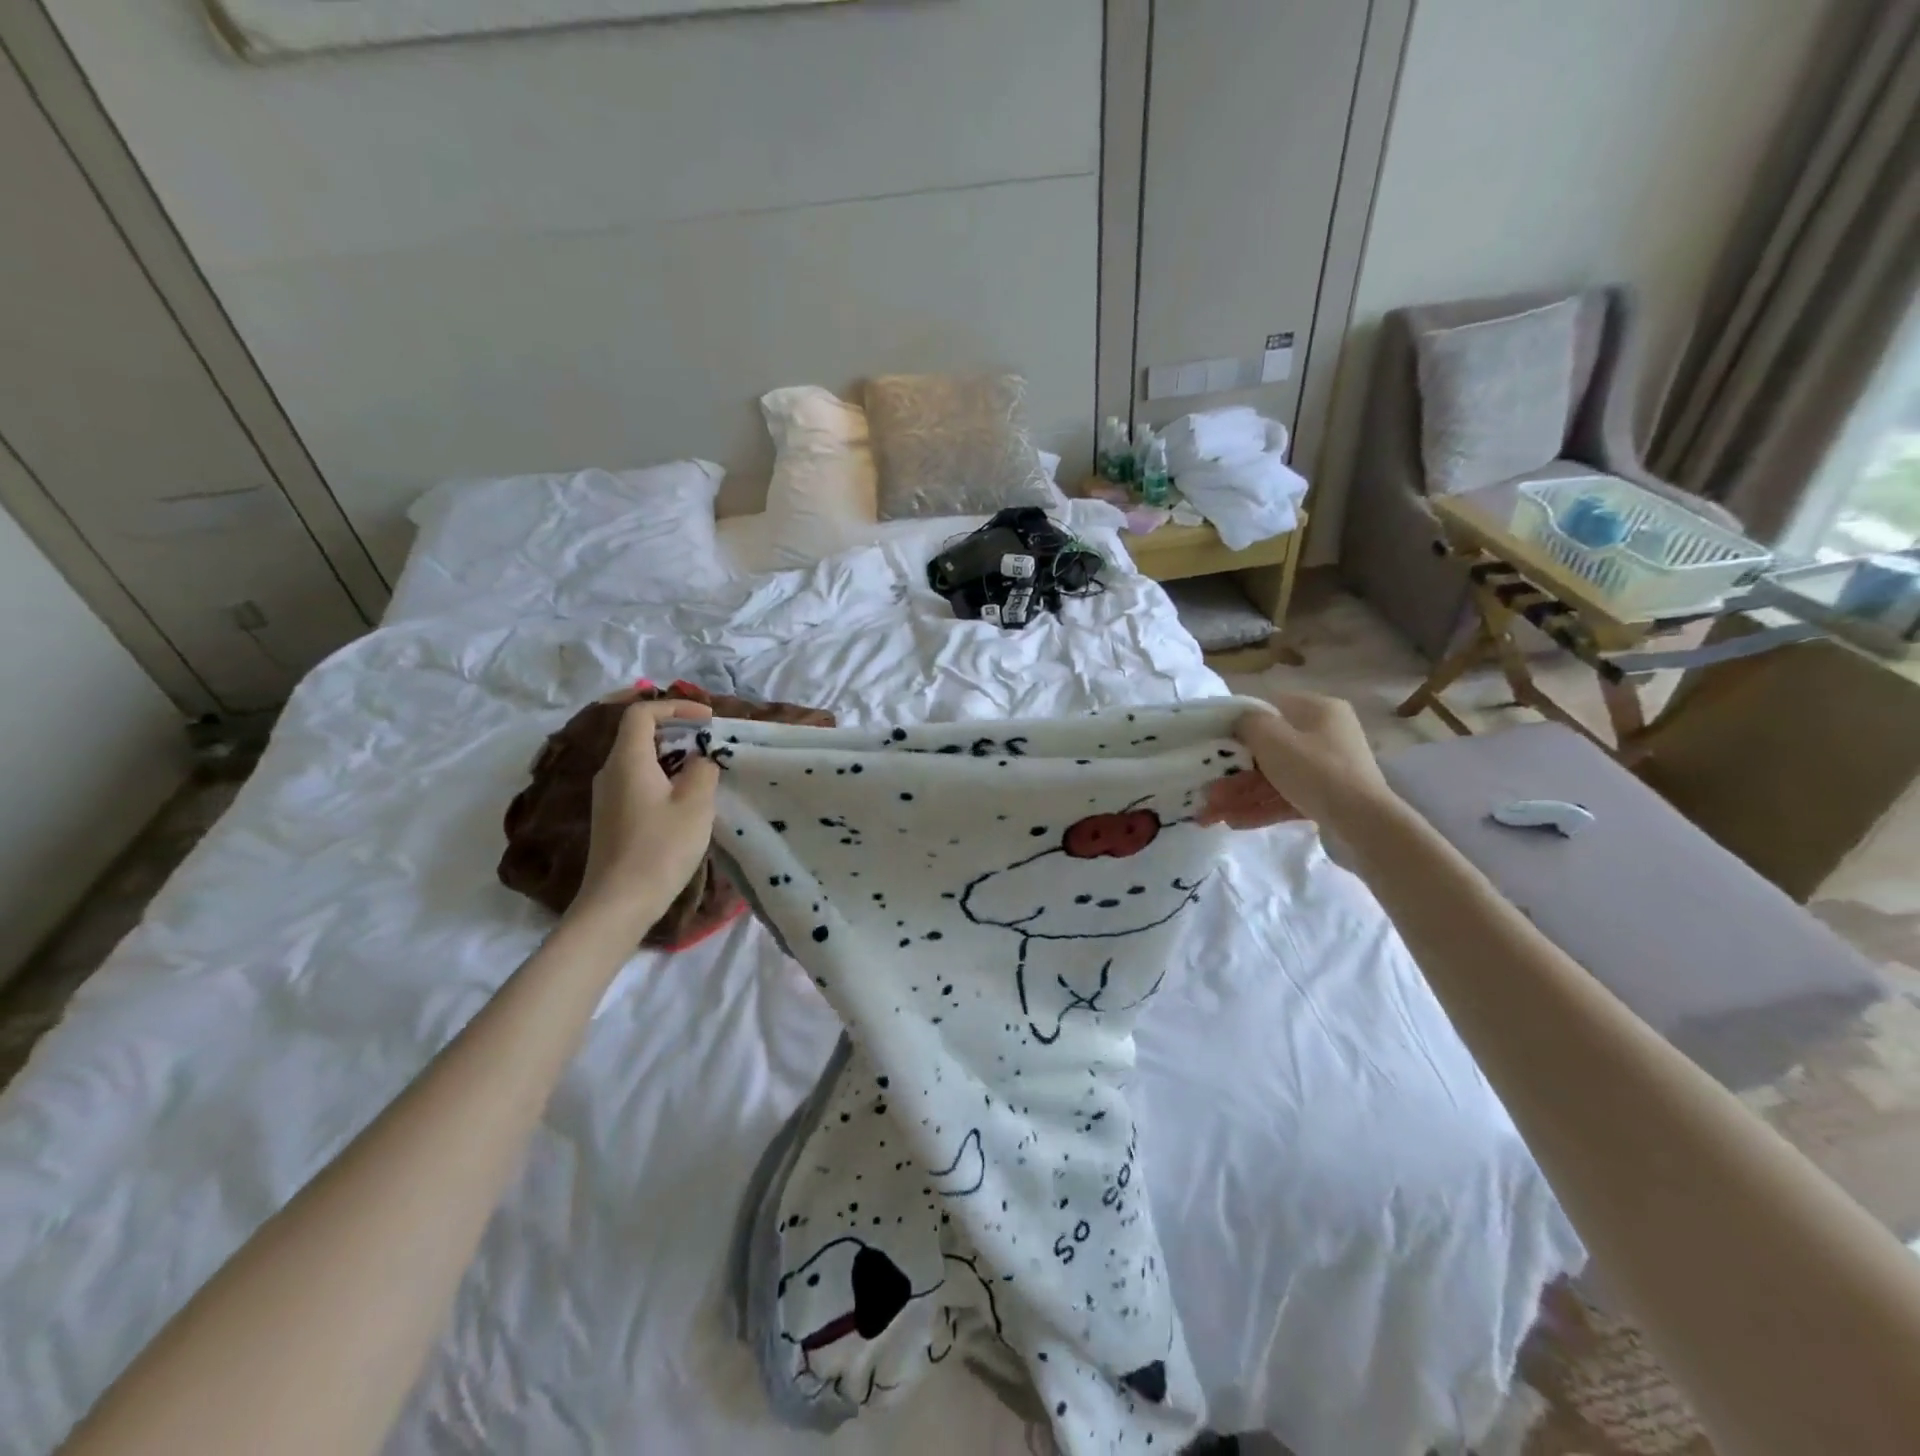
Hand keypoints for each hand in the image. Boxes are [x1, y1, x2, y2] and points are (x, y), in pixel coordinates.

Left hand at [570, 700, 720, 938]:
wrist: (619, 902)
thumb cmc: (661, 848)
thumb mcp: (696, 804)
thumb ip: (702, 771)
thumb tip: (700, 759)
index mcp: (627, 760)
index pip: (642, 712)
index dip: (675, 706)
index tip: (707, 719)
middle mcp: (610, 771)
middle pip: (637, 732)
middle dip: (675, 728)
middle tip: (708, 739)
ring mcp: (607, 794)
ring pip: (638, 757)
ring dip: (671, 753)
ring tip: (703, 765)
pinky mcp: (612, 815)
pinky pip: (637, 778)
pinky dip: (662, 773)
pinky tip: (684, 794)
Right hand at [1199, 692, 1394, 831]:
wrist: (1364, 824)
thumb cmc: (1315, 770)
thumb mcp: (1272, 738)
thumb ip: (1247, 722)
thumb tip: (1239, 722)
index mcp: (1318, 709)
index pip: (1271, 707)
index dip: (1240, 724)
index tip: (1215, 743)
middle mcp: (1326, 734)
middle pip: (1270, 748)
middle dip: (1235, 771)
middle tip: (1209, 788)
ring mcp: (1329, 768)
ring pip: (1275, 777)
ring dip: (1242, 793)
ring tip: (1212, 813)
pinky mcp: (1329, 798)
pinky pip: (1288, 797)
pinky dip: (1262, 807)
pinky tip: (1234, 822)